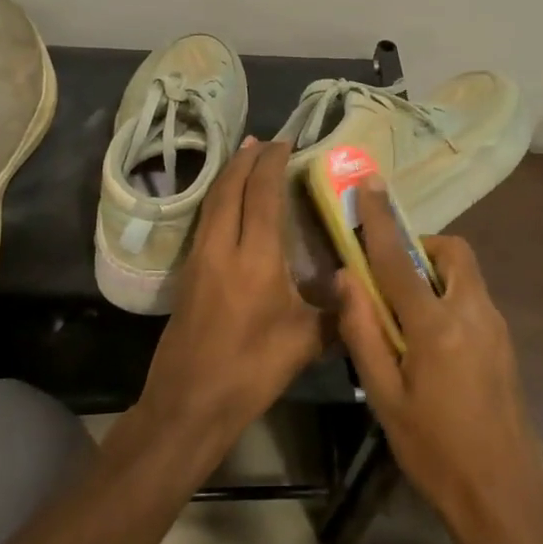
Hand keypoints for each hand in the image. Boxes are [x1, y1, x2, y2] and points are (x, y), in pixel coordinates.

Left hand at [140, 140, 328, 456]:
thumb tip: (355, 286)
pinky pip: (205, 220)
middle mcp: (222, 247)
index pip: (262, 194)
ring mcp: (198, 259)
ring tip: (245, 158)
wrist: (189, 402)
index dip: (272, 163)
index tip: (285, 142)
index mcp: (255, 258)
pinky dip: (219, 200)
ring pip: (212, 202)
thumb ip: (335, 309)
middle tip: (264, 141)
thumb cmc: (251, 370)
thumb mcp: (305, 341)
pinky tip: (230, 205)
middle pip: (230, 187)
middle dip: (246, 158)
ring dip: (228, 175)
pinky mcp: (187, 274)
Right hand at [337, 185, 542, 541]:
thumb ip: (363, 332)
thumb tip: (344, 279)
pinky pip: (473, 298)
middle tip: (390, 274)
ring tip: (404, 312)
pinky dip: (448, 295)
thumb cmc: (434, 450)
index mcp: (436, 325)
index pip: (398, 258)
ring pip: (465, 274)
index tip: (369, 183)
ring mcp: (496, 327)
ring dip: (434, 272)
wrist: (504, 496)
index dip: (380, 219)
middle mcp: (473, 313)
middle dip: (420, 246)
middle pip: (452, 252)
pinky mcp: (505, 344)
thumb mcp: (384, 397)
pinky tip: (430, 340)